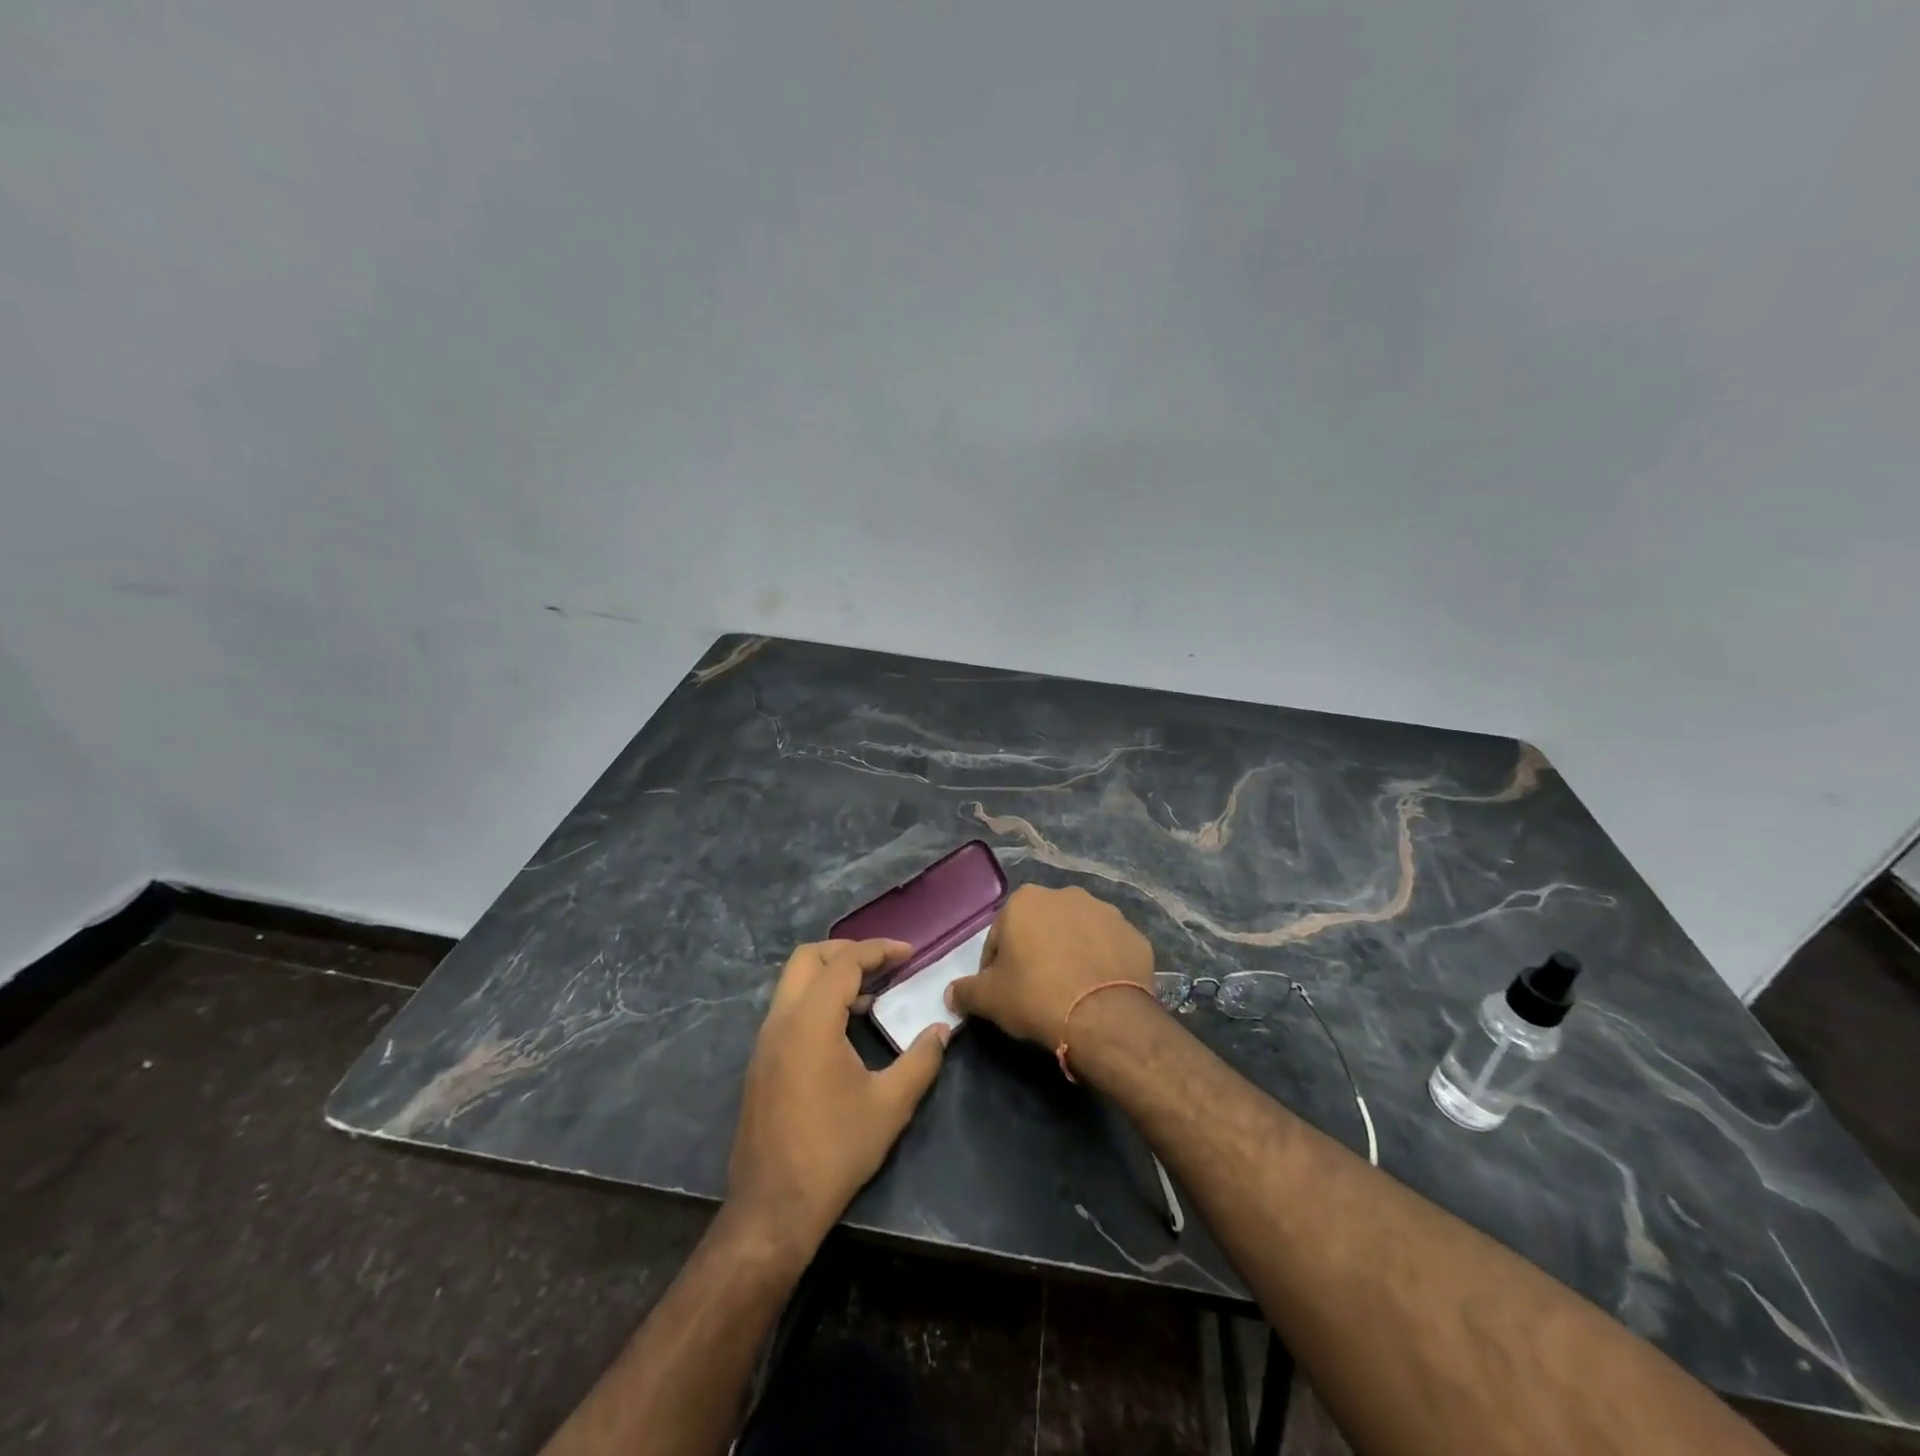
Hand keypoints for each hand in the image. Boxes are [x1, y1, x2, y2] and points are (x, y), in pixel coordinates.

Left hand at [728, 938, 947, 1256]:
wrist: (773, 1208)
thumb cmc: (834, 1151)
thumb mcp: (889, 1106)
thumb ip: (921, 1061)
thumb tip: (942, 1032)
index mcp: (810, 1021)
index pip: (844, 963)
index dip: (879, 950)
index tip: (909, 954)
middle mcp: (780, 1021)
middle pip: (808, 958)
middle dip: (847, 951)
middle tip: (884, 962)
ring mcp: (765, 1042)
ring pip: (794, 983)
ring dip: (831, 976)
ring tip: (871, 993)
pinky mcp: (761, 1062)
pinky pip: (789, 1009)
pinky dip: (817, 999)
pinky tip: (845, 1027)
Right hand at [947, 885, 1154, 1049]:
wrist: (1104, 1017)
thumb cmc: (1036, 997)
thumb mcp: (990, 999)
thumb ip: (966, 991)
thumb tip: (951, 993)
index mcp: (1025, 900)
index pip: (999, 935)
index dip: (996, 966)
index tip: (1002, 992)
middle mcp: (1065, 895)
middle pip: (1040, 928)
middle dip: (1035, 953)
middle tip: (1035, 991)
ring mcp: (1105, 911)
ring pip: (1076, 934)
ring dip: (1070, 953)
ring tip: (1070, 991)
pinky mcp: (1134, 934)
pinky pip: (1109, 948)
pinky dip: (1102, 963)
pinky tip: (1098, 990)